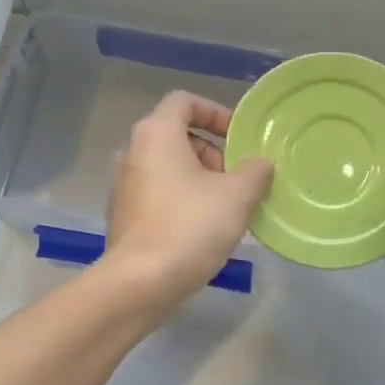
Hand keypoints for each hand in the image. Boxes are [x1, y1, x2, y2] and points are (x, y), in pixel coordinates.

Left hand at [102, 92, 273, 312]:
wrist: (140, 282)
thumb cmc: (190, 227)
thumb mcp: (237, 195)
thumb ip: (255, 171)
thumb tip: (260, 164)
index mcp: (156, 134)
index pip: (185, 101)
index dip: (216, 112)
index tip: (239, 138)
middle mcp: (133, 152)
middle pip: (177, 135)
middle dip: (213, 152)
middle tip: (238, 179)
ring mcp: (124, 186)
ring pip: (168, 168)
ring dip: (200, 179)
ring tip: (227, 208)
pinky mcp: (124, 216)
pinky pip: (158, 195)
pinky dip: (182, 200)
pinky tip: (203, 230)